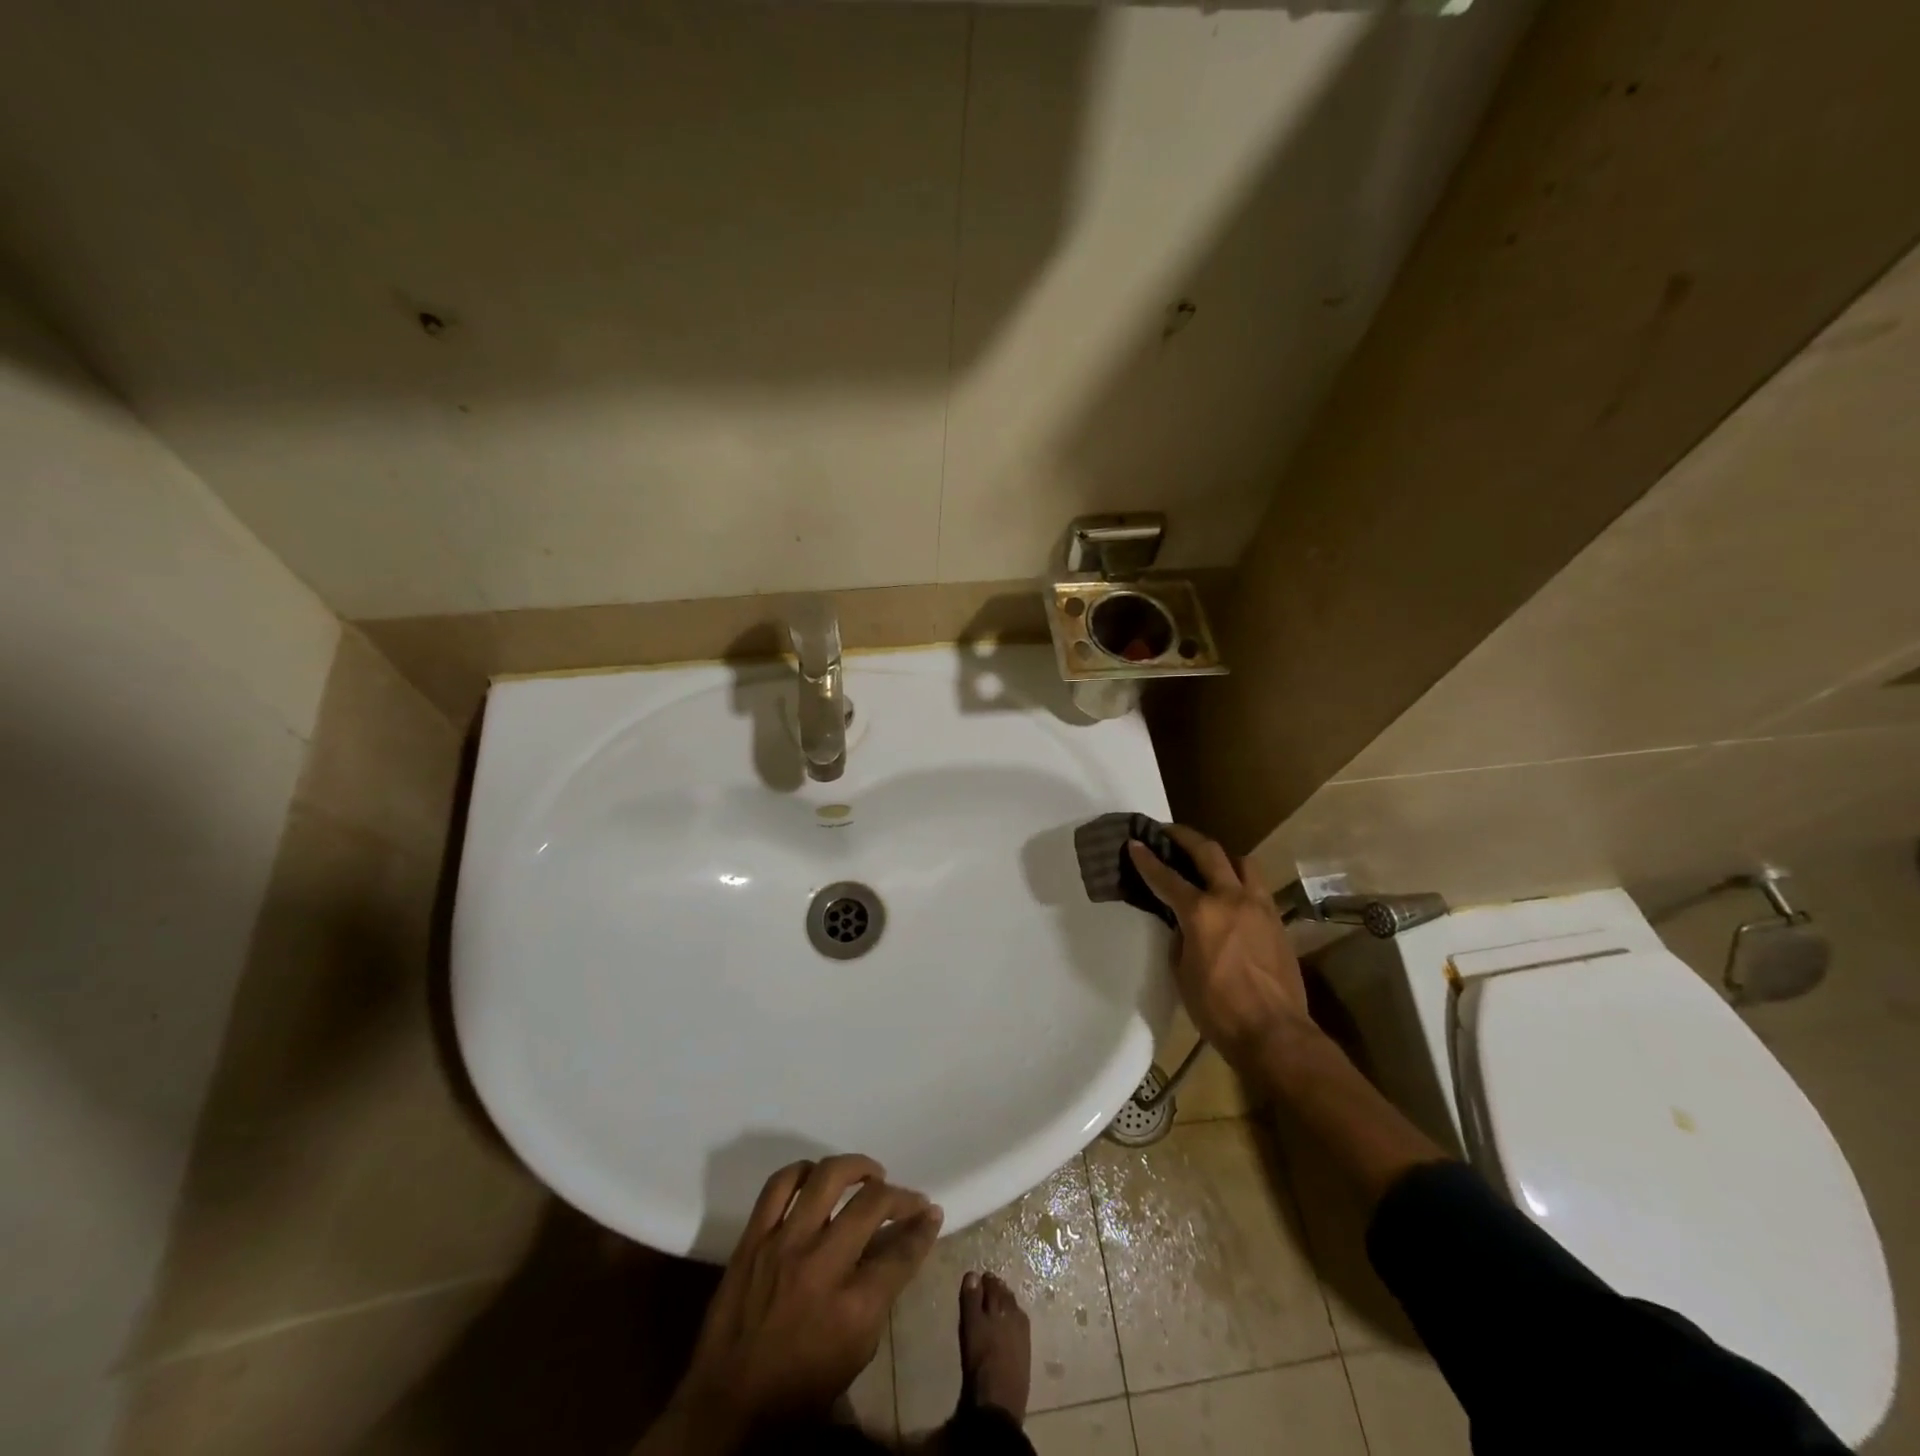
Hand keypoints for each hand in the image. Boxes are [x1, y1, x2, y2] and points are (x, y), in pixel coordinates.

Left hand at [666, 1156, 941, 1447]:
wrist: (728, 1405)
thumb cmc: (800, 1389)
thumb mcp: (855, 1352)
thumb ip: (880, 1294)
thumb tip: (899, 1245)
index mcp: (853, 1307)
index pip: (902, 1252)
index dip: (923, 1228)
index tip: (931, 1213)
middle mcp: (822, 1265)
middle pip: (871, 1203)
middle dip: (900, 1195)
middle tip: (906, 1197)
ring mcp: (784, 1245)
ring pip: (827, 1177)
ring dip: (856, 1167)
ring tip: (869, 1174)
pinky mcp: (753, 1238)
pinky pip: (779, 1184)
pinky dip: (803, 1171)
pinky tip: (817, 1177)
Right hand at [1127, 826, 1309, 1062]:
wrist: (1274, 1033)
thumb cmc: (1217, 1009)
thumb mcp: (1182, 972)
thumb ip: (1180, 937)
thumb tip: (1184, 924)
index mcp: (1201, 912)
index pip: (1167, 878)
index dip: (1147, 860)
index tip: (1134, 843)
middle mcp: (1232, 899)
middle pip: (1208, 852)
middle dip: (1184, 837)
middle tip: (1167, 832)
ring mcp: (1260, 907)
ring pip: (1242, 862)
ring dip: (1221, 856)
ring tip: (1208, 861)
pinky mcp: (1277, 921)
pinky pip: (1257, 887)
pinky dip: (1240, 882)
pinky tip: (1232, 895)